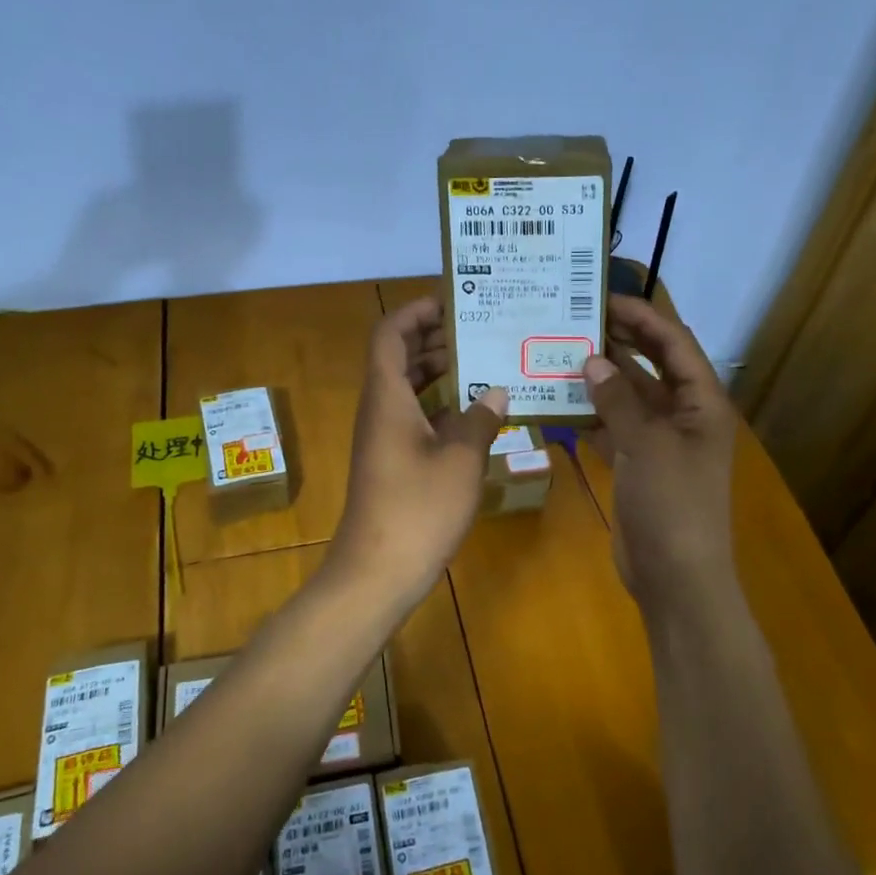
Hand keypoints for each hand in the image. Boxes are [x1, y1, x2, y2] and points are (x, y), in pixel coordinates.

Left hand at [330, 295, 507, 610]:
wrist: (378, 572)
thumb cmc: (418, 509)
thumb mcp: (461, 460)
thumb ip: (480, 419)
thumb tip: (497, 391)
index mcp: (387, 397)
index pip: (390, 334)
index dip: (416, 311)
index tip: (453, 301)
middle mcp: (380, 410)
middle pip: (401, 358)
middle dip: (437, 339)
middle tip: (483, 329)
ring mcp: (385, 438)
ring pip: (410, 390)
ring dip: (443, 373)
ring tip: (488, 362)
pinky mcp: (394, 463)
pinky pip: (417, 418)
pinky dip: (443, 407)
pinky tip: (479, 413)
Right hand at [584, 295, 737, 612]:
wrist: (676, 577)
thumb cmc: (673, 505)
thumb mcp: (647, 446)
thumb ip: (618, 400)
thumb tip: (592, 359)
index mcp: (701, 403)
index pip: (674, 344)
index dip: (644, 316)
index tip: (603, 297)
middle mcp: (683, 415)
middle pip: (650, 366)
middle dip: (618, 341)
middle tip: (575, 319)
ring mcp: (658, 442)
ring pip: (627, 397)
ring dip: (599, 378)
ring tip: (558, 352)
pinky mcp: (636, 465)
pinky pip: (612, 428)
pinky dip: (589, 416)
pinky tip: (556, 402)